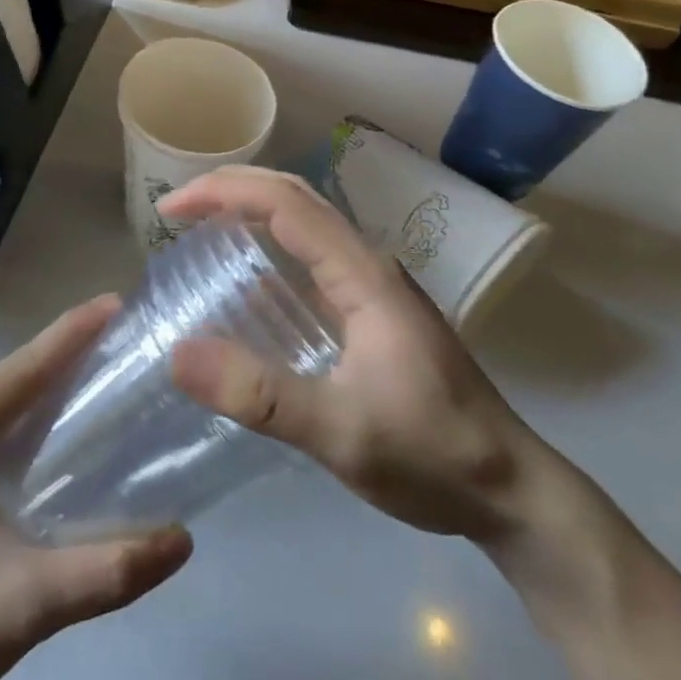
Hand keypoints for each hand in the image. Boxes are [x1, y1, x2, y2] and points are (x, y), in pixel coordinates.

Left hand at [0, 297, 192, 679]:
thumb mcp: (22, 608)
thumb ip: (105, 572)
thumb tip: (183, 539)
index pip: (19, 373)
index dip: (72, 335)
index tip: (119, 303)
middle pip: (10, 379)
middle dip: (69, 356)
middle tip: (129, 343)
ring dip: (49, 385)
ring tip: (109, 373)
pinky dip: (27, 416)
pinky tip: (63, 425)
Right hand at [163, 166, 538, 540]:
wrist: (511, 489)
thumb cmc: (431, 453)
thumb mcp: (341, 432)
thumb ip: (261, 396)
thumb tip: (178, 354)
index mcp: (363, 274)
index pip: (286, 203)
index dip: (223, 192)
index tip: (169, 210)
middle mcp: (368, 266)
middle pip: (296, 198)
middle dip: (232, 190)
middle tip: (176, 212)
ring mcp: (373, 289)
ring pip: (305, 226)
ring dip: (251, 214)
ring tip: (199, 234)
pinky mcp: (373, 314)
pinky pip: (312, 262)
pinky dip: (270, 252)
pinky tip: (246, 289)